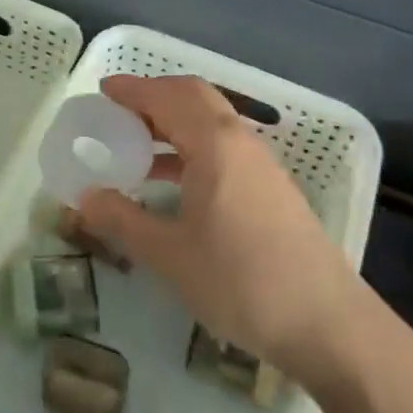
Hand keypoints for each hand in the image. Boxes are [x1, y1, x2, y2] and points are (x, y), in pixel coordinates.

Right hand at [77, 74, 365, 389]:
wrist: (327, 323)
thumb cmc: (241, 282)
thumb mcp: (169, 255)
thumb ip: (122, 220)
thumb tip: (84, 198)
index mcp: (214, 143)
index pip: (167, 96)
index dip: (133, 89)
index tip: (102, 91)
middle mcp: (239, 140)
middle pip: (193, 97)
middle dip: (154, 97)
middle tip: (118, 113)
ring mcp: (261, 163)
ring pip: (210, 122)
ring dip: (173, 123)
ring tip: (136, 148)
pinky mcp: (271, 188)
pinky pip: (223, 147)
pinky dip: (192, 146)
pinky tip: (173, 182)